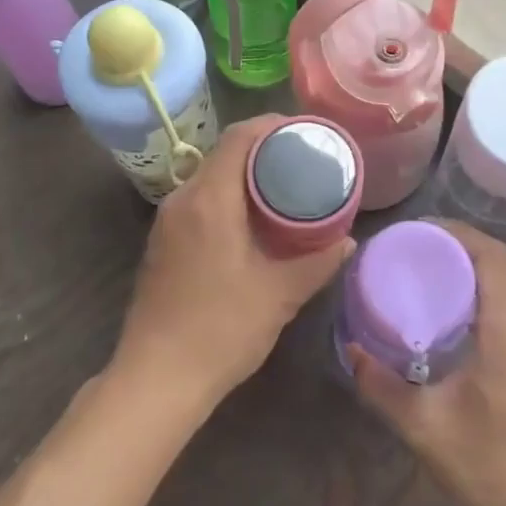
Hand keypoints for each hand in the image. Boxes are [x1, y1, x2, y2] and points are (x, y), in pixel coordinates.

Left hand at [113, 115, 354, 414]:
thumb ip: (318, 261)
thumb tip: (349, 239)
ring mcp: (167, 222)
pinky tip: (253, 221)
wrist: (156, 379)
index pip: (239, 137)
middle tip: (305, 161)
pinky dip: (228, 197)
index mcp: (209, 199)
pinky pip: (200, 201)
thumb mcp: (280, 295)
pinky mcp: (163, 243)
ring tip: (285, 188)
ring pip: (210, 178)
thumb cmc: (221, 330)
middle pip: (224, 153)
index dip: (272, 126)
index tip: (306, 132)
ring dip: (245, 175)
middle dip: (264, 150)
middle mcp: (183, 199)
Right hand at [350, 223, 505, 505]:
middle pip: (496, 269)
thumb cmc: (492, 469)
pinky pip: (505, 318)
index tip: (416, 231)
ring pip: (502, 294)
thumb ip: (382, 384)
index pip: (491, 255)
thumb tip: (352, 350)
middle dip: (453, 253)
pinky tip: (443, 329)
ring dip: (464, 280)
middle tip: (406, 257)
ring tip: (417, 285)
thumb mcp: (424, 426)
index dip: (456, 233)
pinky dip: (475, 307)